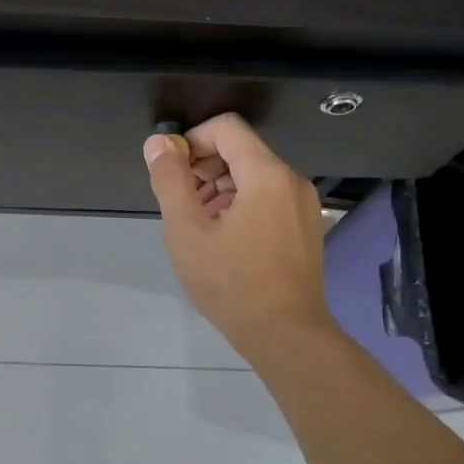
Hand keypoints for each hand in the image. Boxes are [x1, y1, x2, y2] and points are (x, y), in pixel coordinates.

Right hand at [144, 114, 334, 359]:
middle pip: (240, 151)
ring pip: (253, 177)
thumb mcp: (187, 231)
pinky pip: (267, 199)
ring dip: (219, 190)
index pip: (226, 128)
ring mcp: (303, 206)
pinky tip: (222, 240)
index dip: (191, 141)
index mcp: (267, 174)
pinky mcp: (305, 228)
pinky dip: (240, 206)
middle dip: (203, 168)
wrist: (286, 335)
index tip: (171, 174)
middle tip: (180, 205)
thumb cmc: (231, 283)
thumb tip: (158, 143)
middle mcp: (292, 180)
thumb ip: (170, 181)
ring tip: (198, 227)